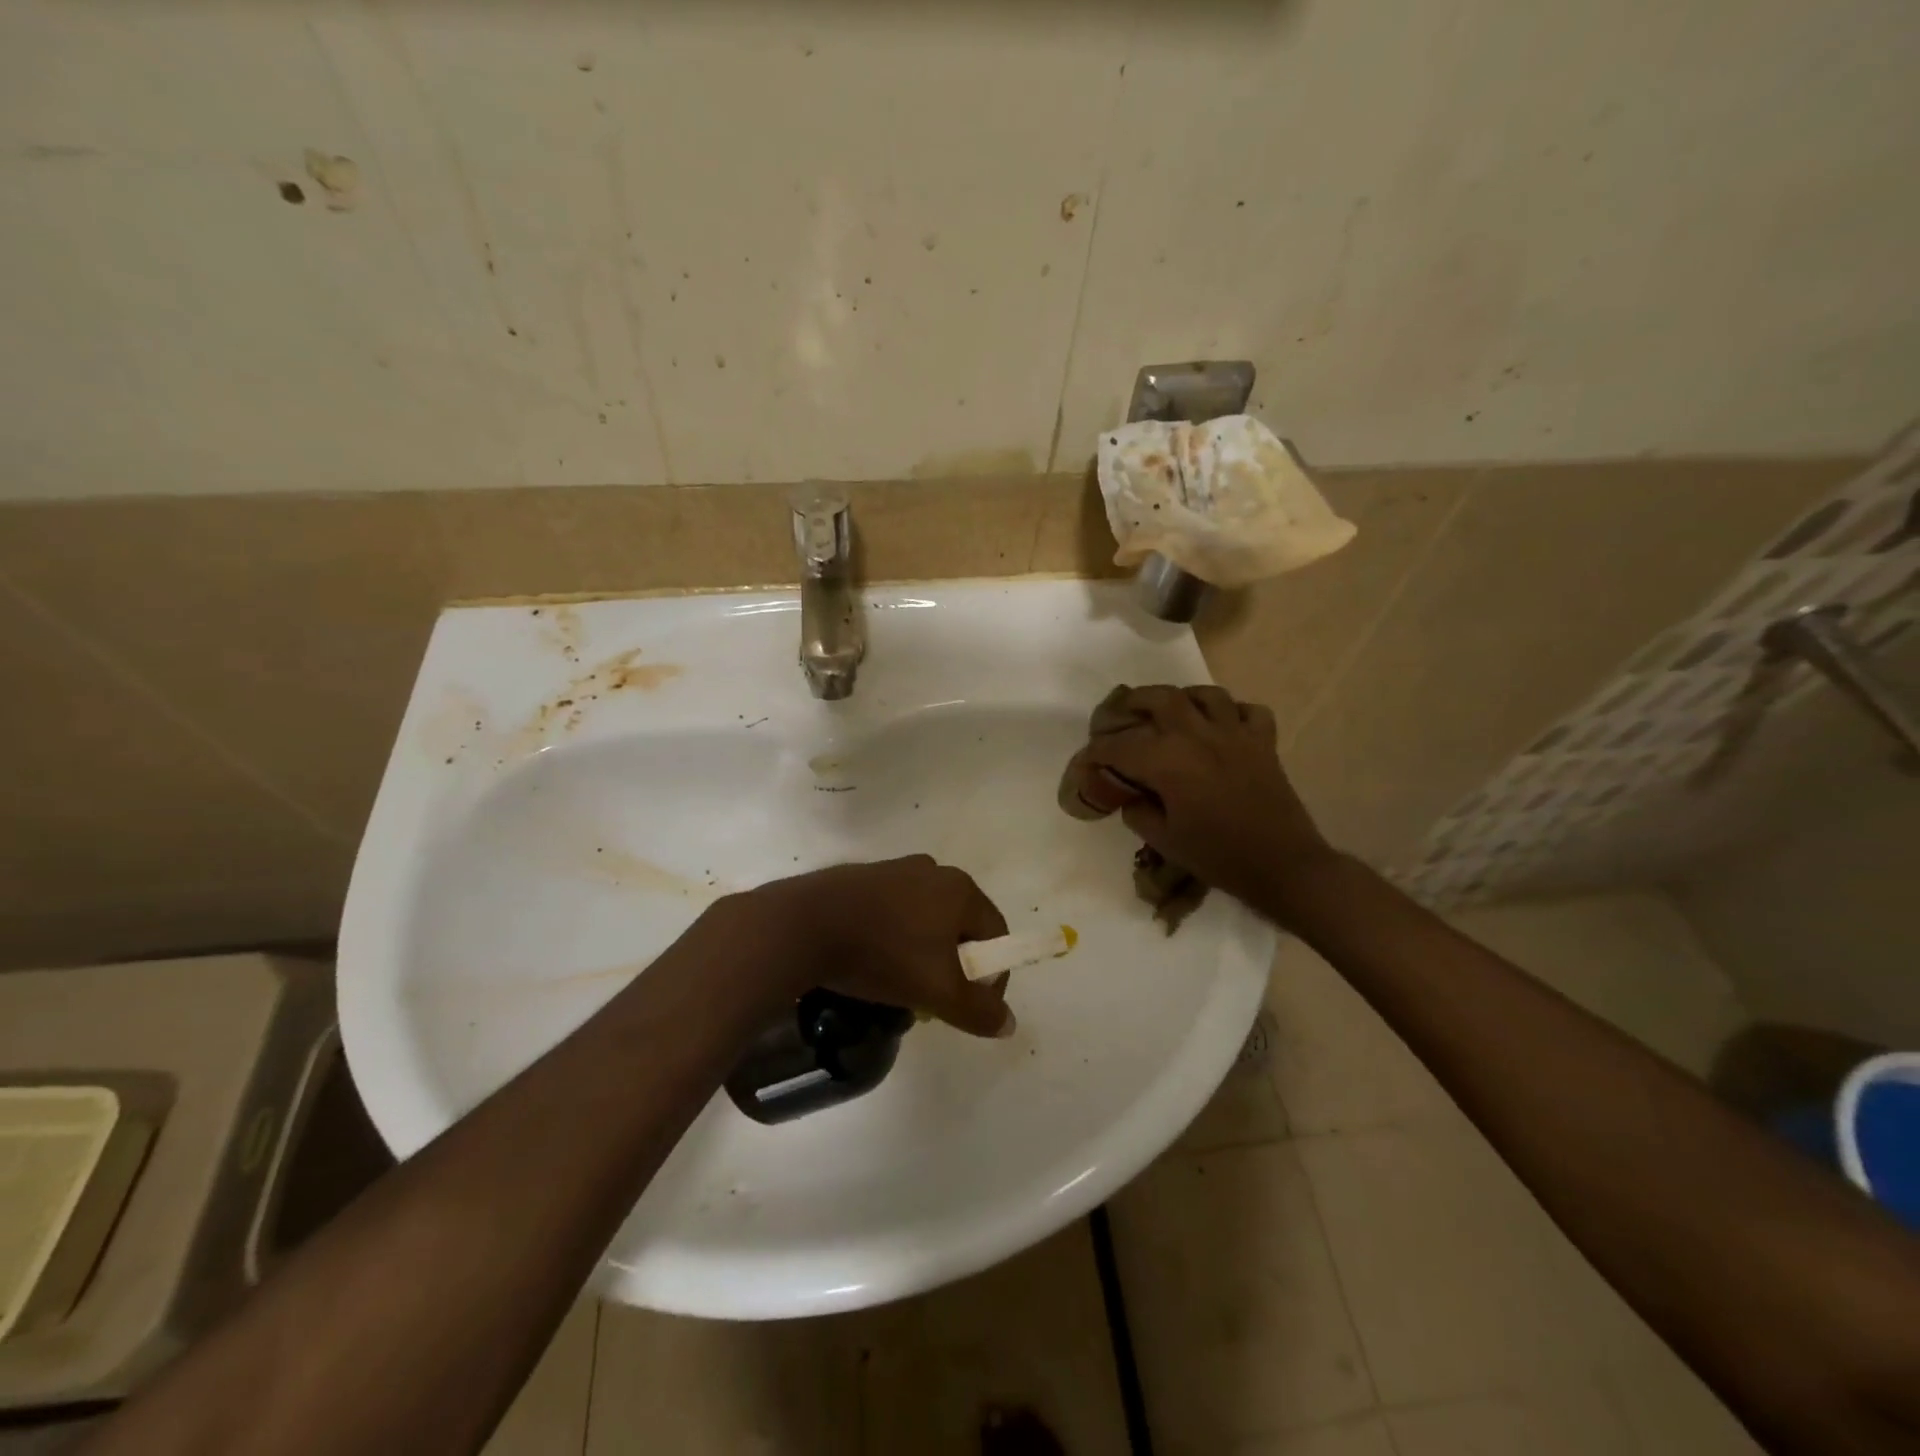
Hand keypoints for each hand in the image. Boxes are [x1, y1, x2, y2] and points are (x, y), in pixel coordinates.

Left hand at [717, 856, 1014, 1037]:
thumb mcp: (938, 991)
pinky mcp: (864, 877)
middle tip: (933, 999)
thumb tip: (1009, 1024)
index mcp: (961, 888)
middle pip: (961, 927)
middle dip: (954, 967)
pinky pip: (895, 912)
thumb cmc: (882, 954)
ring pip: (926, 921)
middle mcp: (934, 870)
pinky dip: (894, 938)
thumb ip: (978, 1010)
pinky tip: (871, 962)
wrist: (803, 925)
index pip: (996, 935)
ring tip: (899, 985)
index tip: (968, 1007)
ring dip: (923, 954)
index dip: (991, 976)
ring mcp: (896, 870)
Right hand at [1063, 685, 1334, 907]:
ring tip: (1173, 709)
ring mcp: (1235, 734)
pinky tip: (1223, 726)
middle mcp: (1198, 735)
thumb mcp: (1165, 840)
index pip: (1120, 746)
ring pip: (1206, 695)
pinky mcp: (1264, 743)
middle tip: (1122, 712)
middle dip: (1134, 701)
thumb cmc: (1217, 856)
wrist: (1282, 865)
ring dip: (1184, 697)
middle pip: (1160, 698)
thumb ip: (1138, 812)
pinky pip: (1248, 711)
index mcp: (1168, 761)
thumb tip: (1132, 796)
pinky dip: (1233, 712)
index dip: (1097, 751)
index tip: (1087, 759)